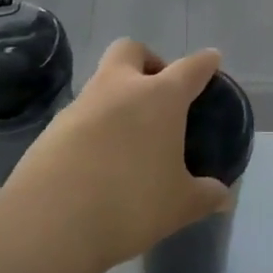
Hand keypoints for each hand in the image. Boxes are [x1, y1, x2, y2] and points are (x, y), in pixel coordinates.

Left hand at [2, 39, 232, 272]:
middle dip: (148, 62)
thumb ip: (205, 195)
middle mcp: (119, 89)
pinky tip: (100, 159)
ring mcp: (81, 105)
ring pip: (102, 82)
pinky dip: (95, 127)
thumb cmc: (131, 203)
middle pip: (131, 50)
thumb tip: (222, 196)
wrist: (50, 222)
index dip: (205, 63)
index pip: (190, 68)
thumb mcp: (180, 205)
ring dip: (118, 97)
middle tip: (159, 93)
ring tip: (131, 137)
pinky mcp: (52, 129)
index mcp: (160, 97)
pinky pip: (81, 115)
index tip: (211, 60)